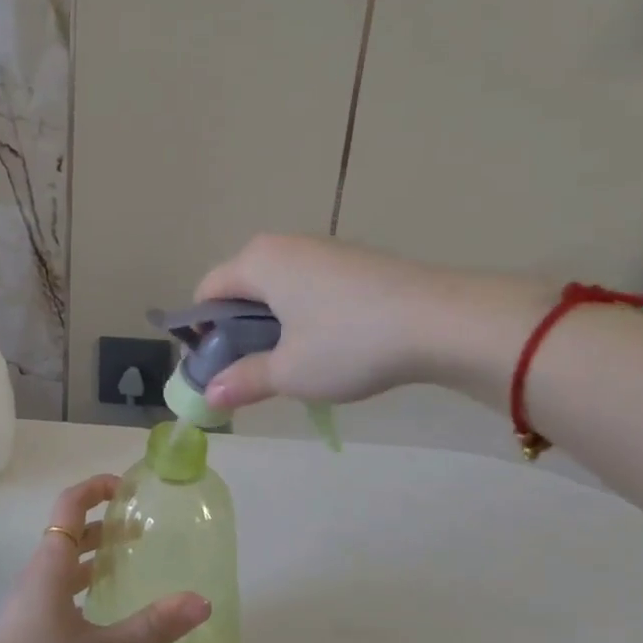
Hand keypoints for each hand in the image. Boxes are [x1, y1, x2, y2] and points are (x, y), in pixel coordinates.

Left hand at [0, 476, 211, 642]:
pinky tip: (103, 607)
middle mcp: (39, 571)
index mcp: (53, 563)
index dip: (96, 488)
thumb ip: (152, 627)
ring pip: (65, 561)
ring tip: (130, 565)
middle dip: (105, 525)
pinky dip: (84, 582)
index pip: (71, 505)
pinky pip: (59, 586)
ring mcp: (30, 597)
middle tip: (142, 532)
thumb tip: (201, 602)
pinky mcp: (27, 621)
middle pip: (71, 532)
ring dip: (95, 555)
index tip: (127, 488)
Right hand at [194, 235, 550, 411]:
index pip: (207, 291)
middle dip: (238, 328)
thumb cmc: (348, 344)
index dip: (201, 331)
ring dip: (273, 323)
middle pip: (241, 286)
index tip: (216, 367)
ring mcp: (323, 249)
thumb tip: (210, 397)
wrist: (441, 321)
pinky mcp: (355, 261)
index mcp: (258, 262)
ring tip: (295, 361)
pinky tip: (330, 343)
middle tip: (254, 368)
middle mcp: (285, 245)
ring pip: (278, 287)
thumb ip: (243, 381)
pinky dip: (304, 313)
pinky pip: (309, 285)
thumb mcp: (289, 372)